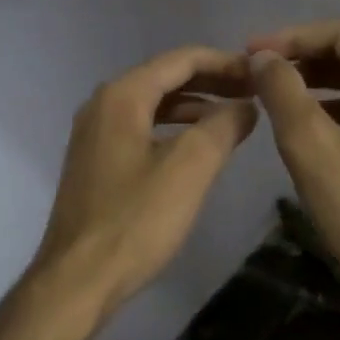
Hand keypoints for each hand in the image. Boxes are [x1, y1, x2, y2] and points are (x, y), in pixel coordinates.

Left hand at [28, 46, 258, 323]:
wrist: (78, 279)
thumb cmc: (135, 220)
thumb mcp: (189, 168)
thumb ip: (222, 126)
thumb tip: (245, 105)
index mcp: (121, 97)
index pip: (180, 60)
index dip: (225, 62)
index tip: (261, 75)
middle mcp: (101, 106)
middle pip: (164, 78)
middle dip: (211, 83)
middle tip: (253, 94)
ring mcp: (94, 136)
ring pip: (152, 106)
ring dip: (194, 108)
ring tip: (234, 120)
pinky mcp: (95, 164)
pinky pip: (140, 131)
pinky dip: (173, 130)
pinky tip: (196, 150)